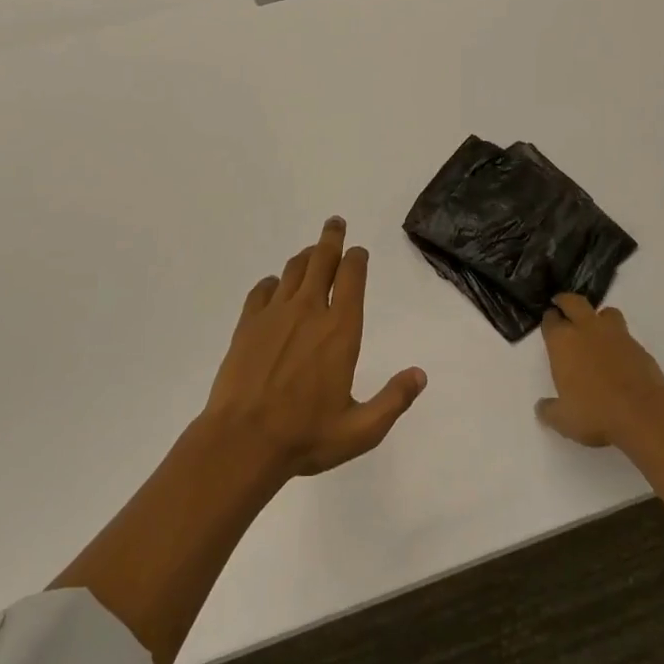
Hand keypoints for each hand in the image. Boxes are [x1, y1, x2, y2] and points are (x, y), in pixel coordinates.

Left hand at [202, 217, 427, 477]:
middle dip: (331, 239)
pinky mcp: (248, 324)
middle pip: (321, 260)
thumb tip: (420, 374)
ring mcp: (275, 314)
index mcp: (340, 331)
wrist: (243, 440)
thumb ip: (393, 400)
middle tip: (335, 223)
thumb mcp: (361, 429)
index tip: (359, 252)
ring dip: (306, 256)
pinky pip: (263, 290)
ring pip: (293, 270)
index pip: (352, 278)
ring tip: (311, 251)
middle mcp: (309, 311)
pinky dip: (274, 282)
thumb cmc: (306, 436)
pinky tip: (275, 286)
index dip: (357, 259)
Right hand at [534, 293, 663, 447]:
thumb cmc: (595, 412)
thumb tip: (542, 407)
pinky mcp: (639, 346)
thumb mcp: (563, 419)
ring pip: (605, 312)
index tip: (549, 323)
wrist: (643, 413)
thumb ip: (548, 410)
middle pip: (574, 302)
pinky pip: (625, 334)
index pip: (550, 320)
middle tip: (563, 307)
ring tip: (596, 331)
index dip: (549, 320)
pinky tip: (617, 357)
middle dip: (566, 302)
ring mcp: (616, 335)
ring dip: (598, 317)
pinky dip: (618, 340)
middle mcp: (586, 329)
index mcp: (562, 341)